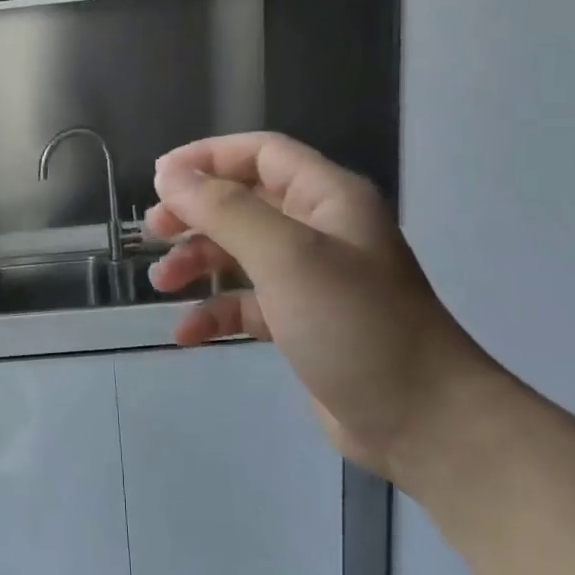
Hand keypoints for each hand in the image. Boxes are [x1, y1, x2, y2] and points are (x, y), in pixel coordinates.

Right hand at [145, 133, 491, 483]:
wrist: (421, 421)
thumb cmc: (355, 324)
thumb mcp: (287, 257)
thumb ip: (225, 210)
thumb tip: (170, 176)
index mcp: (327, 198)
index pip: (261, 153)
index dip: (208, 157)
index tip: (159, 180)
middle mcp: (318, 230)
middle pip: (244, 202)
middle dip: (195, 214)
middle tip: (152, 233)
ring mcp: (310, 279)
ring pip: (239, 253)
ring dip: (197, 263)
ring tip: (162, 284)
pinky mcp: (300, 323)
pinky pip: (246, 304)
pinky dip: (215, 312)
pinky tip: (186, 333)